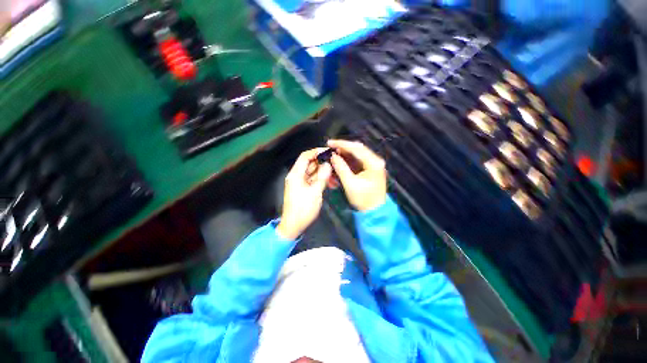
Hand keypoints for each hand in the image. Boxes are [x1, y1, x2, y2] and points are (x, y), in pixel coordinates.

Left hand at [276, 148, 331, 239]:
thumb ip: (322, 177)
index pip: (305, 156)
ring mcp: (300, 182)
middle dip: (322, 163)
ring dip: (323, 173)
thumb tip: (328, 165)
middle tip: (335, 164)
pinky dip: (320, 180)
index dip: (316, 152)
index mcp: (296, 174)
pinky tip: (330, 183)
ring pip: (312, 172)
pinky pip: (313, 180)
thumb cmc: (303, 209)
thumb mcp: (315, 192)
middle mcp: (296, 176)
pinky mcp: (303, 188)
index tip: (329, 152)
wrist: (294, 225)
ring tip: (334, 176)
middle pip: (309, 164)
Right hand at [328, 140, 386, 211]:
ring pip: (357, 154)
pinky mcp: (370, 168)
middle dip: (343, 148)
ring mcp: (374, 164)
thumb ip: (341, 168)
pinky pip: (358, 160)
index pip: (356, 148)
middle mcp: (375, 161)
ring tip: (333, 154)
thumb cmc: (364, 199)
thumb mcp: (350, 184)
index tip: (330, 143)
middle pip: (358, 149)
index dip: (342, 144)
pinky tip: (340, 160)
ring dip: (345, 153)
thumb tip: (333, 156)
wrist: (375, 211)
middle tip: (330, 148)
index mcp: (374, 163)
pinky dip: (348, 159)